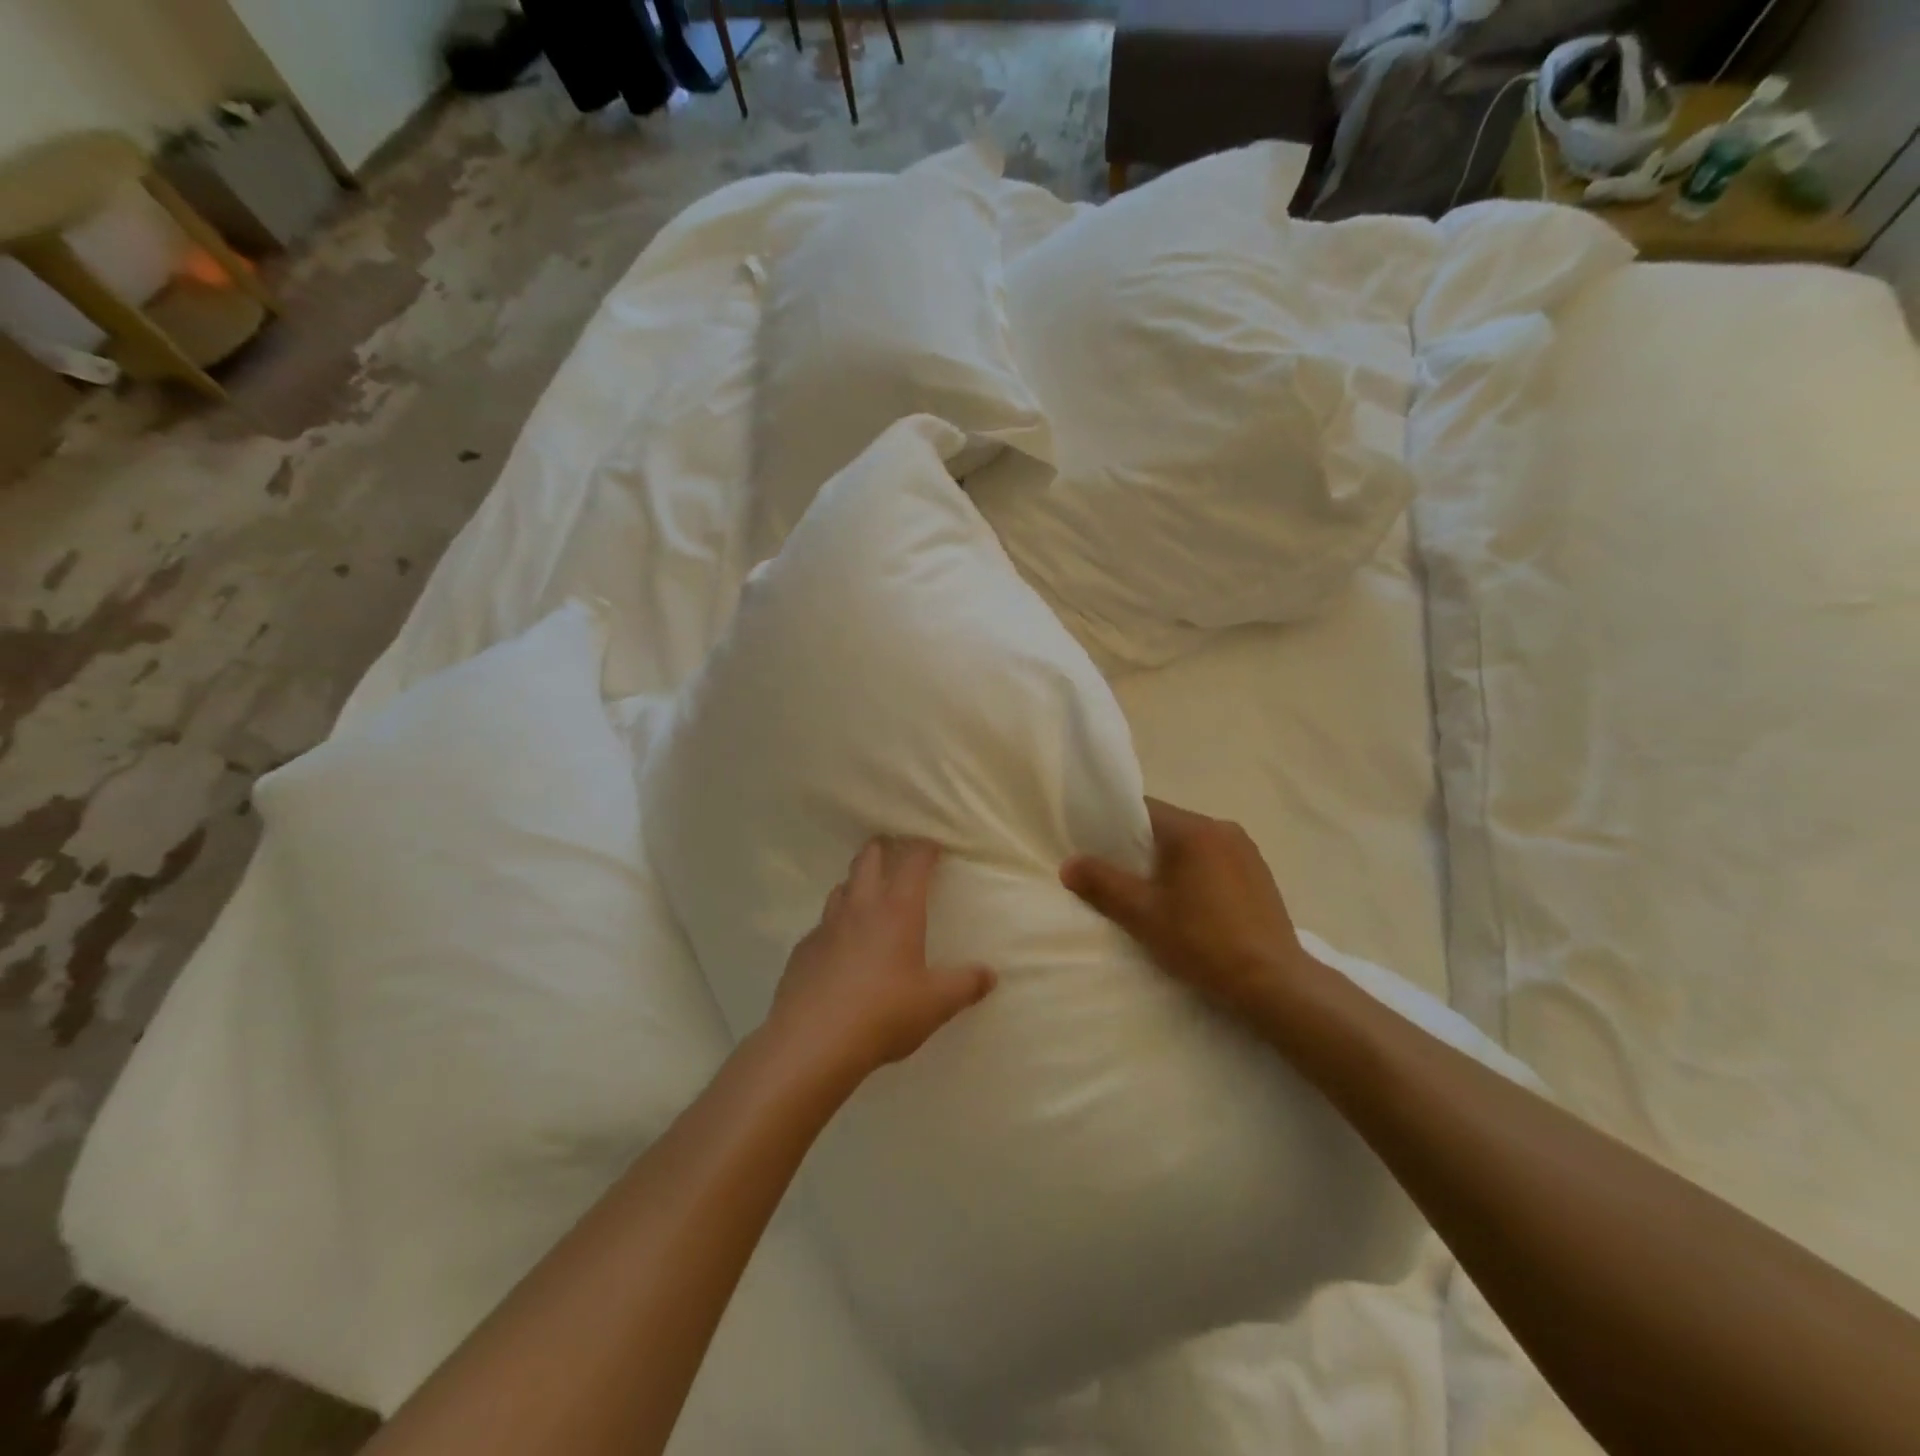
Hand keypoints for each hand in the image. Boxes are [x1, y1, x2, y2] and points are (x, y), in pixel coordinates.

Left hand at [769, 837, 996, 1082]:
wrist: (812, 1041)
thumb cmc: (883, 1013)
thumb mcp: (935, 1003)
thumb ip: (965, 985)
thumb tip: (990, 975)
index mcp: (897, 910)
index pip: (912, 861)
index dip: (924, 848)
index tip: (933, 846)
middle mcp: (860, 907)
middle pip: (867, 859)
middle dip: (882, 848)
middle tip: (893, 850)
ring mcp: (826, 926)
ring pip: (841, 887)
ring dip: (855, 883)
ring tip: (867, 895)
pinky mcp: (803, 950)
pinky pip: (821, 925)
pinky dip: (834, 924)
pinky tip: (839, 947)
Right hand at [1060, 798, 1309, 1017]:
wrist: (1273, 983)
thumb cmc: (1202, 942)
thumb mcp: (1142, 914)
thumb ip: (1102, 883)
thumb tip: (1069, 864)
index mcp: (1193, 829)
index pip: (1142, 809)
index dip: (1114, 825)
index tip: (1096, 849)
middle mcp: (1223, 828)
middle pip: (1168, 826)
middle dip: (1141, 847)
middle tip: (1120, 878)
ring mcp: (1246, 851)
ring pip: (1192, 845)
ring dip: (1171, 862)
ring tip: (1155, 896)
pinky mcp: (1260, 874)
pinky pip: (1215, 860)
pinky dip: (1196, 874)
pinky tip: (1192, 907)